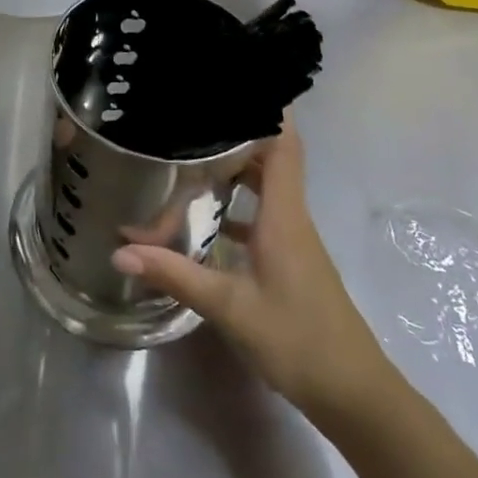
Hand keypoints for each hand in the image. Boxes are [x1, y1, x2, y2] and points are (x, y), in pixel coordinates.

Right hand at [110, 114, 398, 426]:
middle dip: (234, 134)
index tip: (240, 79)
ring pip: (263, 187)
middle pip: (268, 157)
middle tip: (192, 119)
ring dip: (232, 170)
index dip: (269, 108)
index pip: (283, 144)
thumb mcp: (231, 308)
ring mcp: (291, 240)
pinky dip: (234, 207)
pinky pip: (260, 215)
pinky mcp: (288, 260)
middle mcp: (291, 217)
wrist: (356, 397)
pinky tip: (202, 220)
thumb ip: (176, 274)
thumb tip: (120, 249)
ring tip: (188, 157)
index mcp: (284, 215)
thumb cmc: (299, 342)